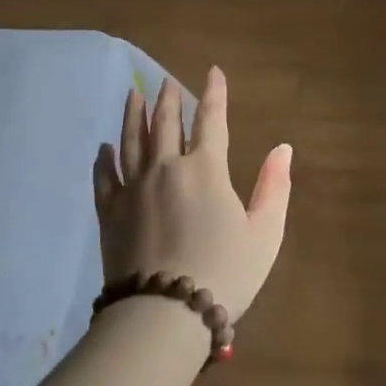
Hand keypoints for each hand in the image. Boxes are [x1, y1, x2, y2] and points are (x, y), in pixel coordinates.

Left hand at [92, 67, 291, 322]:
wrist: (164, 314)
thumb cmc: (224, 272)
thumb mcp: (264, 233)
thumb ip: (274, 188)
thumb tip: (283, 149)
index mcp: (205, 169)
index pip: (211, 120)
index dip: (214, 93)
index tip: (213, 70)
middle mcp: (166, 168)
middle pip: (164, 123)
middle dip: (167, 98)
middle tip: (165, 80)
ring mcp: (133, 189)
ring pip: (131, 142)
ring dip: (132, 115)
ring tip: (132, 94)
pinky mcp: (109, 213)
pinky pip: (104, 178)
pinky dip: (103, 160)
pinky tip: (102, 149)